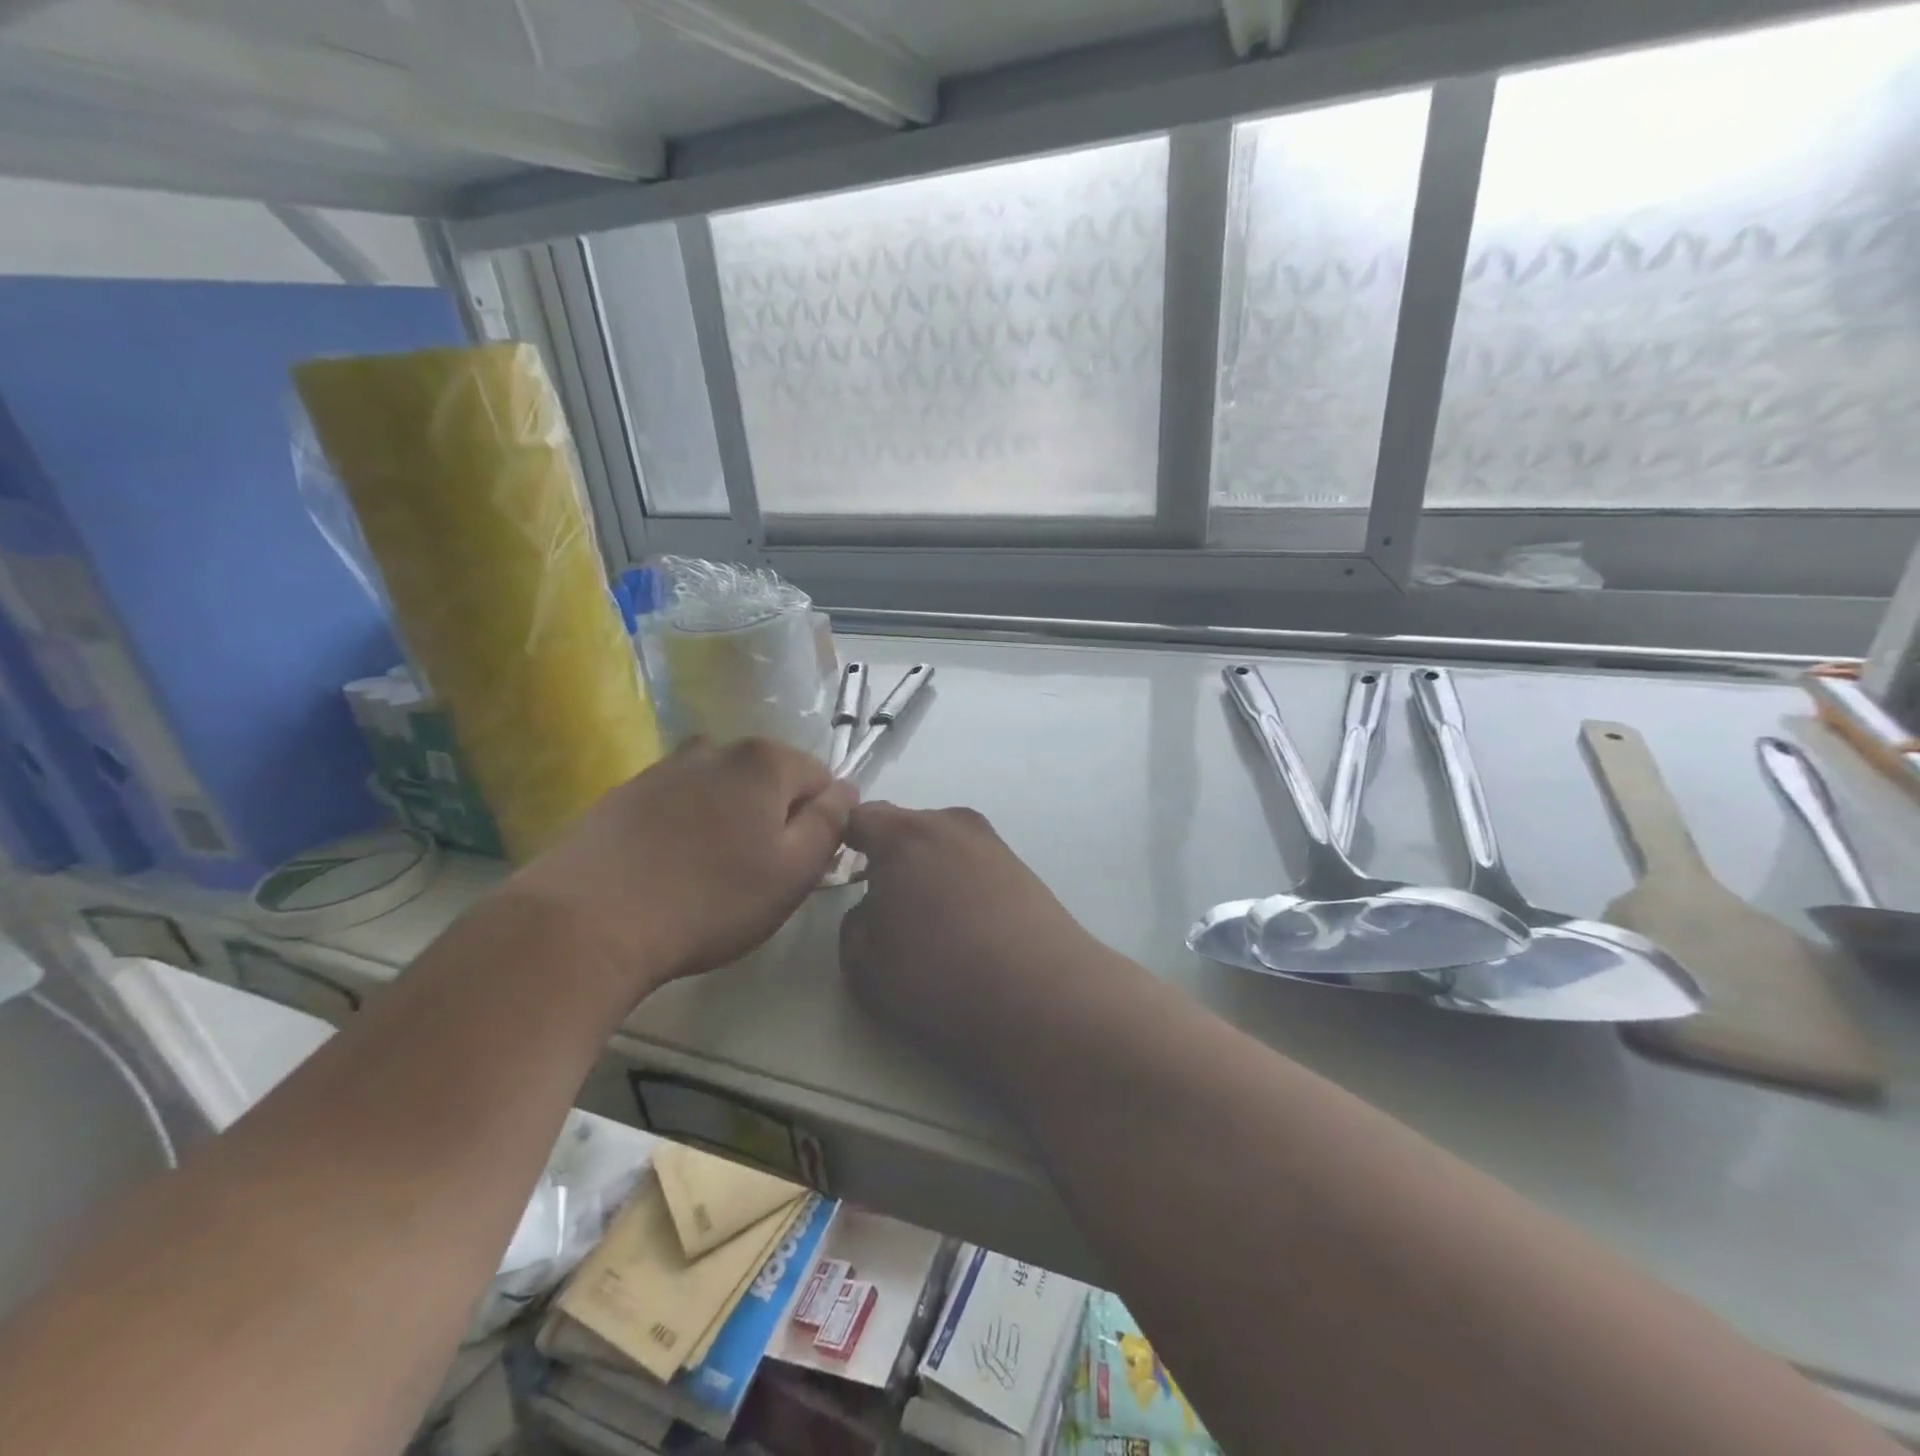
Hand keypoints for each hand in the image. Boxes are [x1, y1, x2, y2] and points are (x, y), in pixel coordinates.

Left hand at [510, 738, 856, 999]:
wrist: (586, 922)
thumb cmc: (709, 900)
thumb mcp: (794, 871)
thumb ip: (830, 822)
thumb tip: (845, 789)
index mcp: (764, 760)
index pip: (820, 778)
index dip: (819, 822)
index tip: (799, 865)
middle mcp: (716, 748)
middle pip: (769, 780)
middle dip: (774, 818)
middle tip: (756, 876)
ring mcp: (665, 766)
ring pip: (723, 791)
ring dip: (729, 822)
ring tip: (708, 875)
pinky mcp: (625, 792)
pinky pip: (680, 803)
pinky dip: (687, 828)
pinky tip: (668, 870)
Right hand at [838, 803, 1106, 1066]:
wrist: (1043, 996)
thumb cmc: (941, 975)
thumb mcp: (866, 963)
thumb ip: (854, 924)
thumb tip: (873, 909)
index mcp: (905, 834)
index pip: (859, 818)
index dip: (841, 842)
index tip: (837, 873)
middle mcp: (951, 823)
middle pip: (905, 828)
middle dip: (889, 857)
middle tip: (884, 905)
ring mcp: (992, 842)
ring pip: (943, 846)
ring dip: (929, 870)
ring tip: (931, 921)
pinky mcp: (1022, 866)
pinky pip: (973, 864)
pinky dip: (961, 884)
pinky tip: (968, 926)